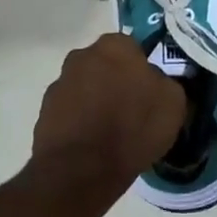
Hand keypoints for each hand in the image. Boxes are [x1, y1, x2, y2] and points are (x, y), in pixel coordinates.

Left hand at [32, 33, 187, 184]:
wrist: (82, 170)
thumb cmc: (133, 128)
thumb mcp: (173, 103)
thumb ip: (165, 82)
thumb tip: (156, 83)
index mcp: (114, 46)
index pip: (133, 48)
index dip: (142, 70)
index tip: (149, 92)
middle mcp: (82, 56)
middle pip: (105, 65)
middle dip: (116, 81)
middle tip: (131, 109)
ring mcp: (59, 84)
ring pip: (86, 87)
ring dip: (96, 101)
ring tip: (111, 132)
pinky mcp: (44, 112)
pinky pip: (70, 112)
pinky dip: (80, 122)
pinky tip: (92, 144)